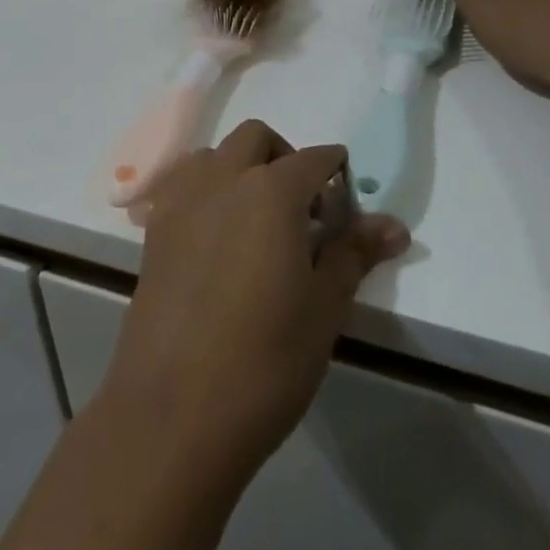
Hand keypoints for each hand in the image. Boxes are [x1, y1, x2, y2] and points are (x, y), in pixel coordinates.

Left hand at [100, 121, 409, 484]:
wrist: (174, 410)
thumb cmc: (265, 360)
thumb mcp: (324, 308)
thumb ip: (353, 253)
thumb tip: (394, 224)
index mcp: (271, 191)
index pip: (313, 159)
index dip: (334, 170)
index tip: (345, 198)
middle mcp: (223, 178)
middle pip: (256, 139)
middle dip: (284, 157)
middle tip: (302, 209)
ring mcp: (182, 199)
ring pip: (215, 155)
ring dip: (240, 168)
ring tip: (256, 221)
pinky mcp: (154, 227)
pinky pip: (184, 184)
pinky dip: (206, 190)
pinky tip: (216, 238)